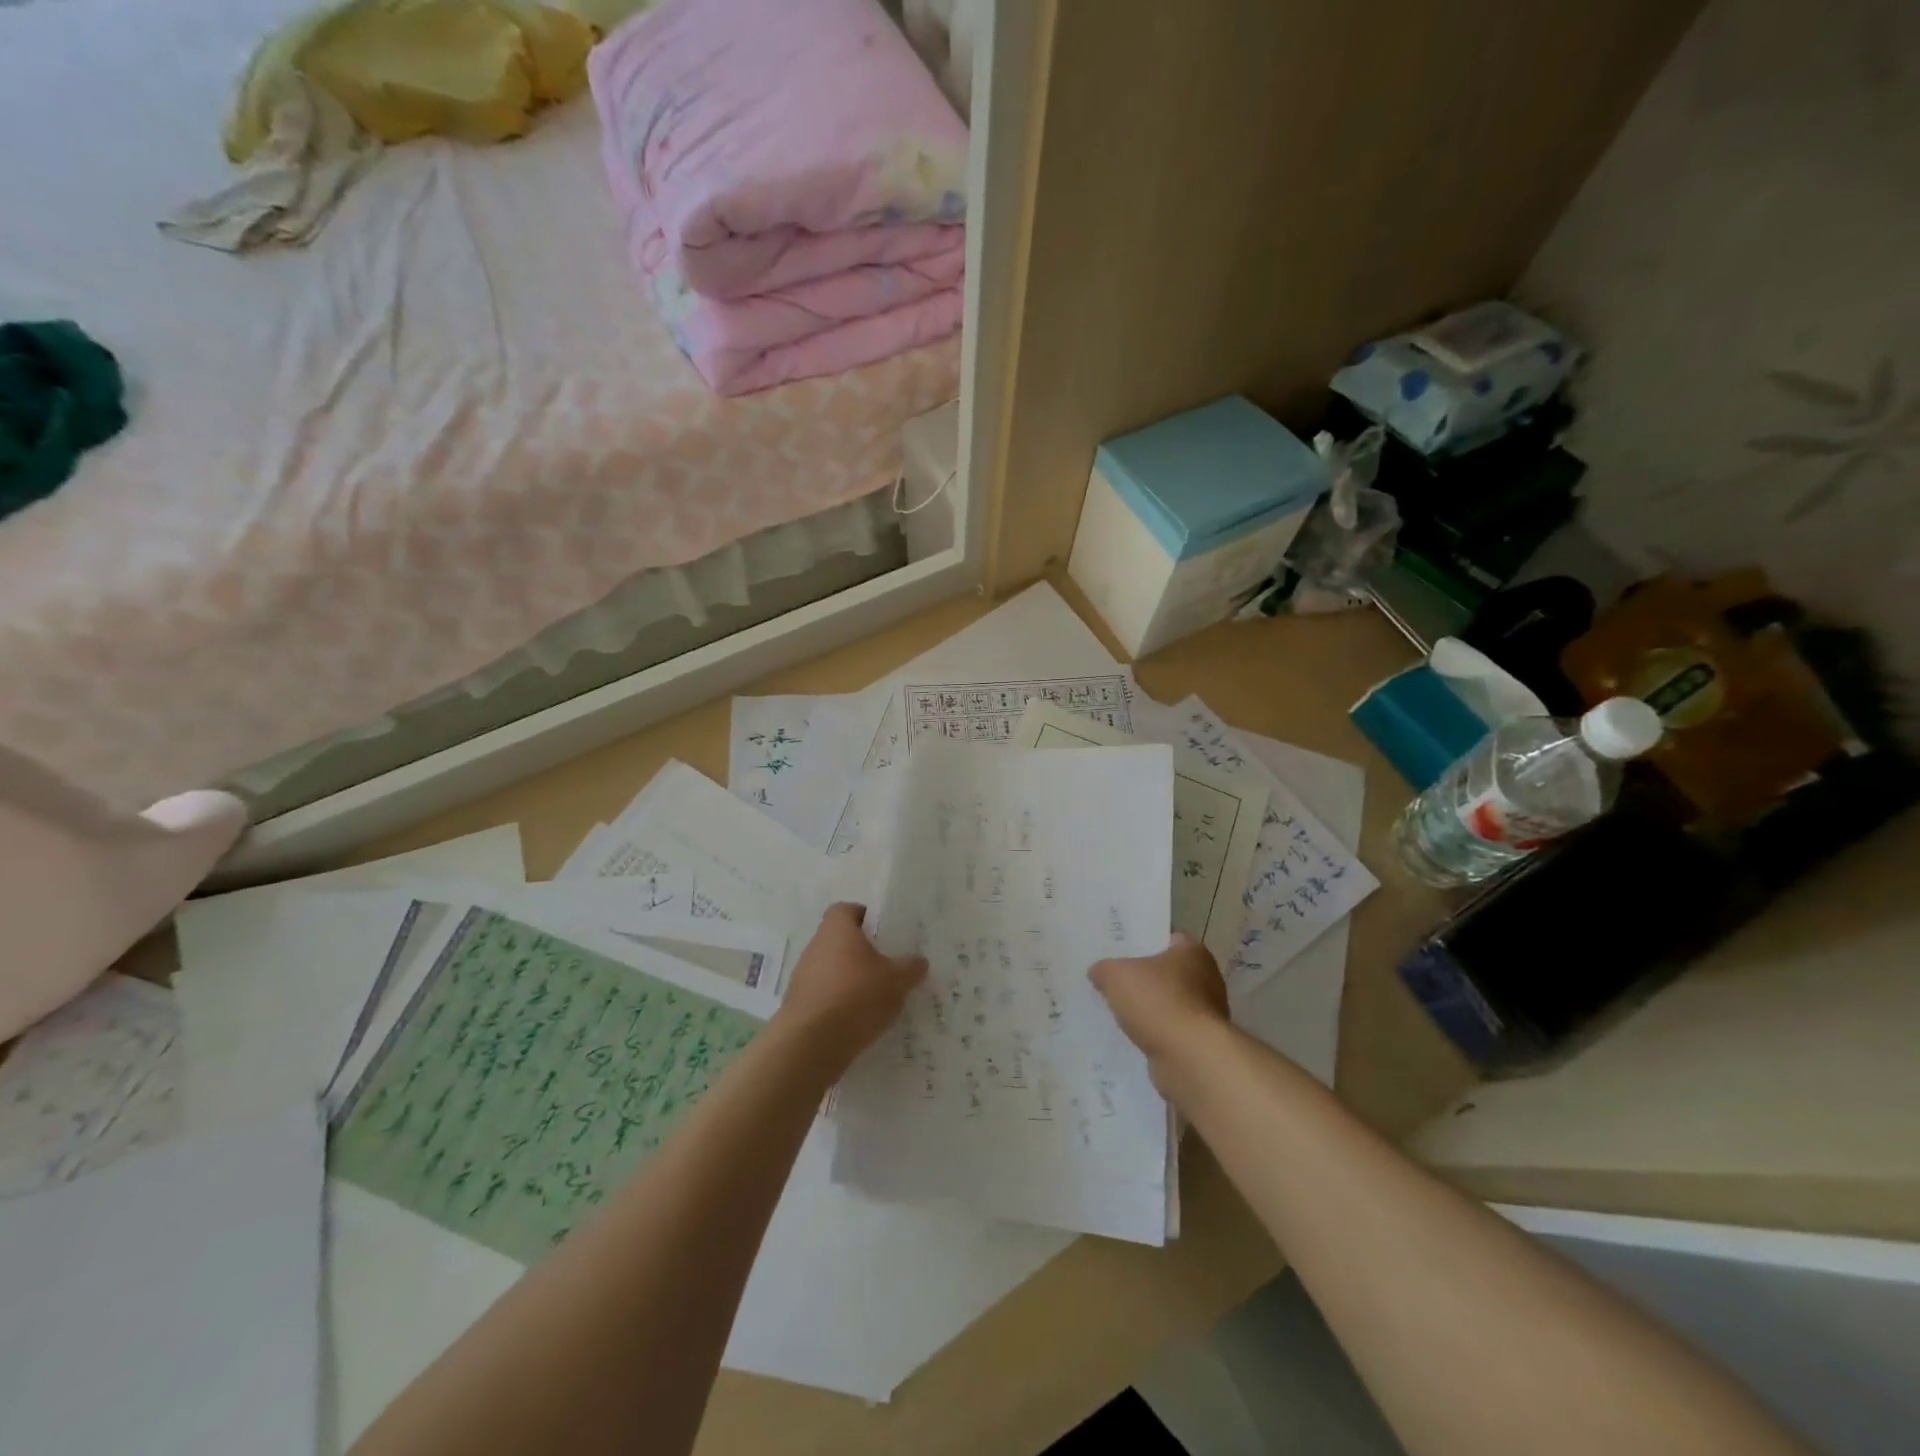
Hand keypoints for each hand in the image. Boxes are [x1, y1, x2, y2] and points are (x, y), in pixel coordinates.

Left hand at [775, 903, 926, 1065]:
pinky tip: (857, 1020)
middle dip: (860, 952)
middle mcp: (815, 946)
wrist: (812, 1043)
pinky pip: (823, 995)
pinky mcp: (798, 1005)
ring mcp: (802, 976)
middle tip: (886, 966)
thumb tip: (919, 961)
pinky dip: (838, 1003)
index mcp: (837, 929)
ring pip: (831, 969)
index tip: (882, 933)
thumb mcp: (897, 980)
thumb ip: (911, 967)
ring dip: (849, 979)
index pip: (846, 909)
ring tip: (875, 997)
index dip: (864, 917)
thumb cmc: (857, 996)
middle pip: (839, 940)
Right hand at [1089, 932, 1230, 1073]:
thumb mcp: (1116, 975)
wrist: (1189, 1059)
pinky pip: (1169, 1031)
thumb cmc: (1158, 1002)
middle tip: (1111, 978)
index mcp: (1192, 952)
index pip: (1165, 938)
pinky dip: (1153, 1033)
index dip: (1141, 941)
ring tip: (1115, 1010)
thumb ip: (1104, 968)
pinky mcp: (1199, 1043)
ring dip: (1147, 1008)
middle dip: (1141, 977)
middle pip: (1165, 972)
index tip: (1118, 949)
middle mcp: (1206, 979)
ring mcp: (1205, 1014)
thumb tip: (1098, 972)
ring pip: (1167, 1003)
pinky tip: (1130, 1036)